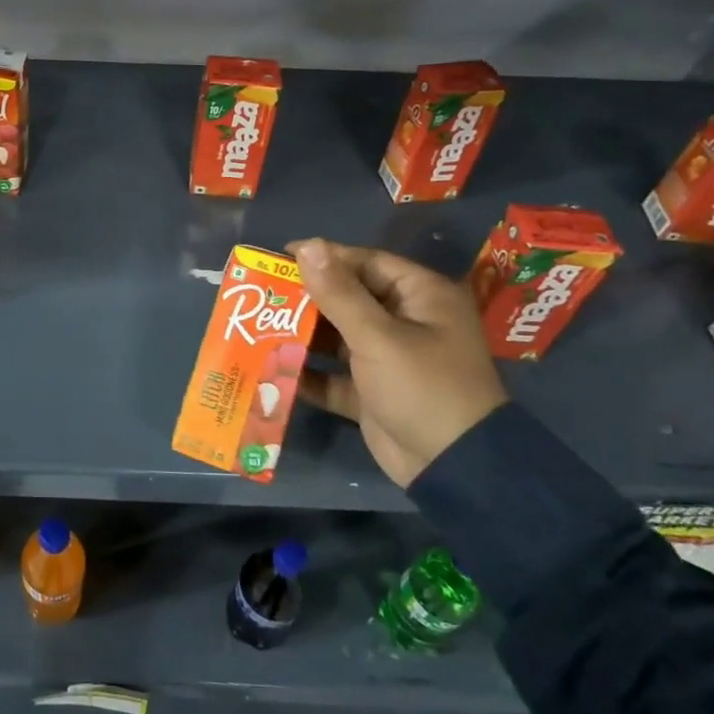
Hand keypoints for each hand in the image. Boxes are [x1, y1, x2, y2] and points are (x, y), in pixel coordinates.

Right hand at [287, 239, 507, 488]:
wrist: (455, 468)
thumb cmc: (423, 387)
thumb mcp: (378, 337)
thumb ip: (338, 293)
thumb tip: (308, 245)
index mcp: (420, 297)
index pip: (366, 263)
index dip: (324, 257)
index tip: (279, 256)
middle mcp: (406, 322)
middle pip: (348, 299)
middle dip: (306, 299)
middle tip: (262, 295)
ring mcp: (389, 360)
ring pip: (338, 337)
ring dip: (303, 336)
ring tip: (258, 328)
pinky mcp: (373, 393)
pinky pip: (334, 376)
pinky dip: (310, 374)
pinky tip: (273, 369)